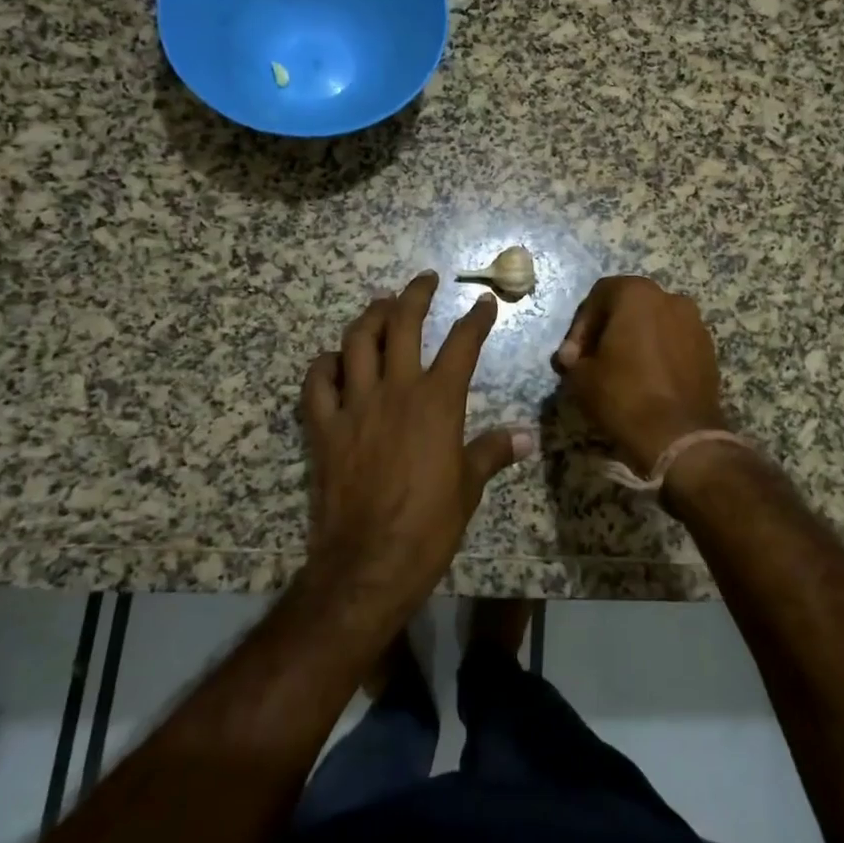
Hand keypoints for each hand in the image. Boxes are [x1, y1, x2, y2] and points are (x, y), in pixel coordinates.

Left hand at [302, 272, 531, 618]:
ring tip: (380, 306)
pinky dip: (324, 365)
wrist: (370, 561)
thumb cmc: (429, 525)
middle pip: (402, 325)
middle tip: (423, 280)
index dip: (475, 320)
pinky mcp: (324, 428)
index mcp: (437, 402)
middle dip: (415, 295)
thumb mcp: (469, 486)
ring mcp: (355, 405)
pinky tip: (333, 360)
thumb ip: (493, 452)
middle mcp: (396, 390)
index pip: (462, 345)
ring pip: (357, 342)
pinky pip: (317, 383)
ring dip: (370, 317)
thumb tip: (526, 438)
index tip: (483, 303)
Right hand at [552, 275, 727, 476]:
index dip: (580, 327)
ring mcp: (695, 323)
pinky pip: (674, 344)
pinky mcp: (709, 350)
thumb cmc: (624, 395)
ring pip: (654, 325)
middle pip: (629, 307)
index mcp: (637, 294)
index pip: (598, 296)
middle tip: (592, 362)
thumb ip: (574, 359)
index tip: (573, 357)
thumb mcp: (581, 377)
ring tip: (620, 373)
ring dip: (634, 342)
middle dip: (608, 332)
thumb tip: (575, 358)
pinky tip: (646, 382)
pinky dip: (657, 355)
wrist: (680, 436)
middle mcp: (670, 298)